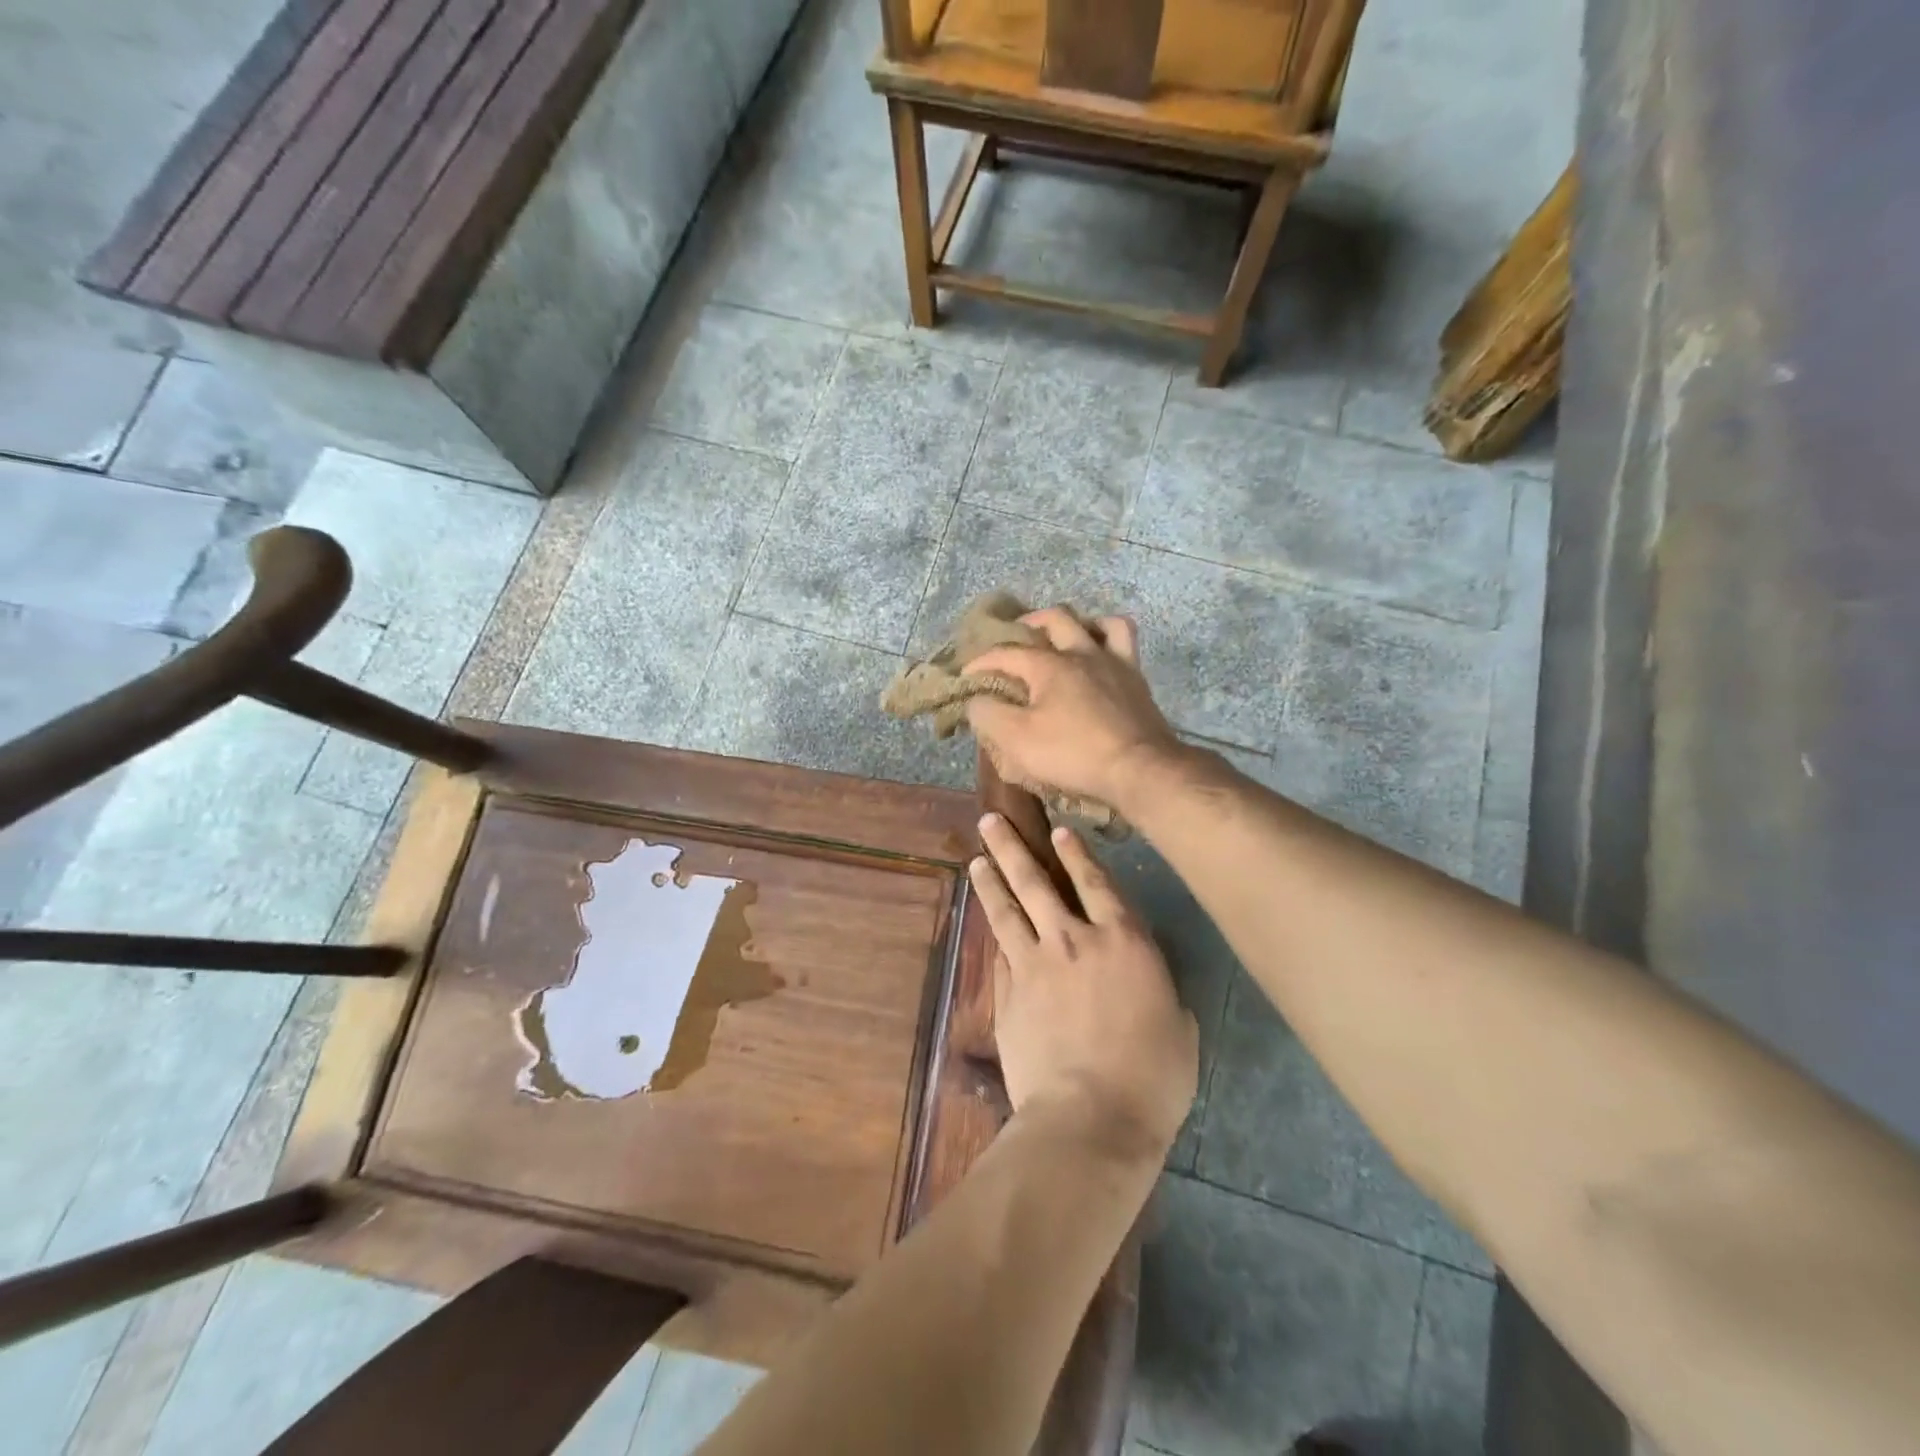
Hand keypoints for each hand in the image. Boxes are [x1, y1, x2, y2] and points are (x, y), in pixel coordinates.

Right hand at [965, 610, 1182, 811]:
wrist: (1139, 769)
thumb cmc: (1073, 754)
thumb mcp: (1017, 740)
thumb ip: (989, 715)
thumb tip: (976, 700)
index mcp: (1049, 664)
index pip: (1005, 653)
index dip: (980, 663)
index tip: (965, 678)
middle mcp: (1081, 652)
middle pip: (1053, 619)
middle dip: (1027, 623)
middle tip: (1013, 637)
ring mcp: (1113, 662)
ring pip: (1095, 622)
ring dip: (1075, 623)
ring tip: (1062, 637)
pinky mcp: (1136, 678)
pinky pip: (1125, 641)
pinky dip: (1108, 636)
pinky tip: (1100, 651)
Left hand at [970, 815, 1197, 1158]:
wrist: (1089, 1117)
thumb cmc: (1151, 1078)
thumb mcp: (1179, 1030)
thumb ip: (1160, 994)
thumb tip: (1149, 988)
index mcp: (1125, 942)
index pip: (1097, 883)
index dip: (1077, 854)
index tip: (1057, 831)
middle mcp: (1075, 940)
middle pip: (1037, 881)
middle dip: (1013, 847)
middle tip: (991, 820)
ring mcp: (1035, 964)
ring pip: (1007, 909)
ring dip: (991, 880)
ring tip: (976, 858)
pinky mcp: (1008, 993)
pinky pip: (1001, 953)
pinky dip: (994, 934)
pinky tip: (987, 922)